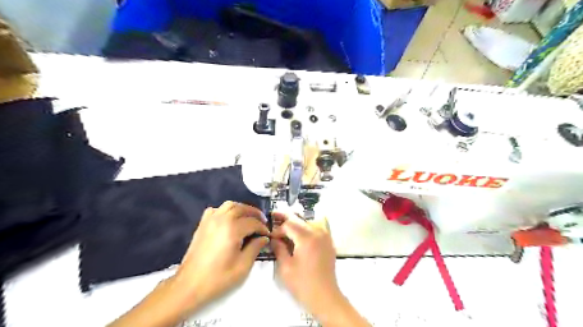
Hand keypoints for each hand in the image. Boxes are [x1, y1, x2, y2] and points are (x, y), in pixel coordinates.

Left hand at [174, 201, 268, 311]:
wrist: (189, 285)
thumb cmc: (218, 278)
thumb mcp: (242, 266)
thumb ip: (255, 248)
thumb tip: (263, 238)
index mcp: (232, 229)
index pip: (253, 222)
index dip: (263, 228)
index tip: (268, 234)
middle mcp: (221, 219)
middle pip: (242, 208)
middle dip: (254, 213)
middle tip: (262, 222)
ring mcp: (210, 220)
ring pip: (229, 205)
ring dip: (241, 209)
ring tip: (248, 218)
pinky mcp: (202, 224)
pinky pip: (216, 210)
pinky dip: (225, 210)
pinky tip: (229, 219)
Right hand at [270, 215, 341, 316]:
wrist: (325, 296)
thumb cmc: (303, 284)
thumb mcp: (286, 267)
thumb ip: (279, 248)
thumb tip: (273, 238)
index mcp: (306, 237)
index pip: (288, 224)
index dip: (277, 229)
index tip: (270, 236)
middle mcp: (318, 232)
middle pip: (299, 219)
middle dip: (285, 219)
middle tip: (274, 216)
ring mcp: (325, 236)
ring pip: (308, 221)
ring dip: (296, 222)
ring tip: (285, 225)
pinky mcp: (329, 241)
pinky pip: (317, 227)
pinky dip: (307, 226)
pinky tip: (300, 231)